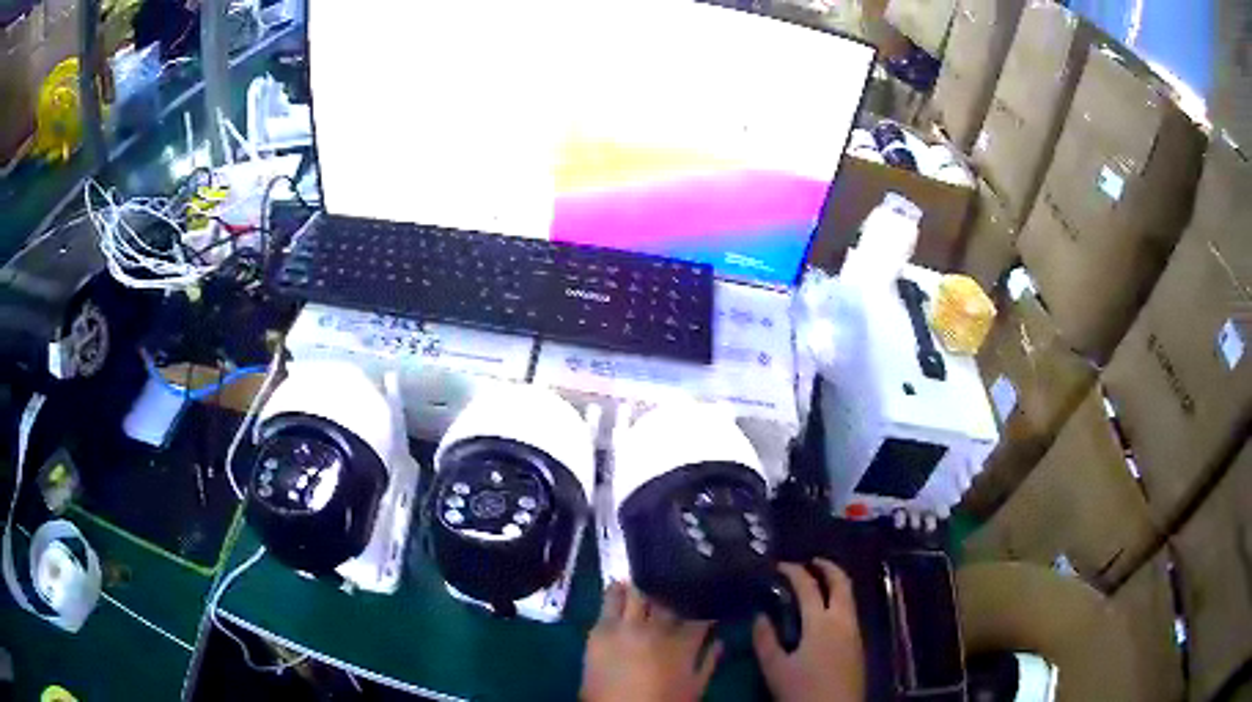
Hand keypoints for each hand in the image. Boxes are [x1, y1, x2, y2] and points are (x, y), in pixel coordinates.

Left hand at [581, 582, 722, 701]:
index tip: (706, 594)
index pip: (700, 613)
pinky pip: (609, 600)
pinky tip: (621, 585)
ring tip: (647, 576)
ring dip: (645, 584)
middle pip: (669, 597)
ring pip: (639, 591)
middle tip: (677, 579)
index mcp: (683, 644)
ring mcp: (627, 626)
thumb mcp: (694, 688)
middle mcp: (657, 629)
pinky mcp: (601, 628)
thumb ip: (709, 662)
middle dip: (675, 588)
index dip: (704, 602)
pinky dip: (617, 591)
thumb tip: (719, 640)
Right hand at [752, 560, 863, 701]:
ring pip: (849, 596)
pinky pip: (850, 611)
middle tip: (810, 561)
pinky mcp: (858, 644)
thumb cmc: (802, 691)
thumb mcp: (775, 668)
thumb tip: (760, 615)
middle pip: (841, 583)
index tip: (778, 565)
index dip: (793, 571)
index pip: (808, 586)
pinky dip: (838, 600)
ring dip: (835, 583)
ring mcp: (855, 631)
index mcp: (821, 622)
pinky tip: (824, 613)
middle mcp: (843, 620)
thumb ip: (765, 640)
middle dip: (827, 567)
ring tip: (816, 584)